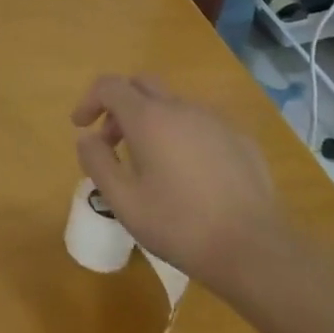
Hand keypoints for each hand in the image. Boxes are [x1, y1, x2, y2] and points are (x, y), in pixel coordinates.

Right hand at [70, 75, 284, 298]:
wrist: (252, 247)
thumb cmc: (178, 225)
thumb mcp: (123, 201)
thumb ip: (97, 162)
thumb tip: (87, 139)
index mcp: (150, 118)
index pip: (110, 85)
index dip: (89, 100)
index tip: (81, 126)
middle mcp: (182, 108)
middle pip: (142, 85)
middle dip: (119, 106)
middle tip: (111, 142)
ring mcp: (215, 121)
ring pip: (172, 105)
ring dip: (150, 121)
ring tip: (147, 164)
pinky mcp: (239, 139)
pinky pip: (200, 124)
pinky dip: (180, 135)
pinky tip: (186, 175)